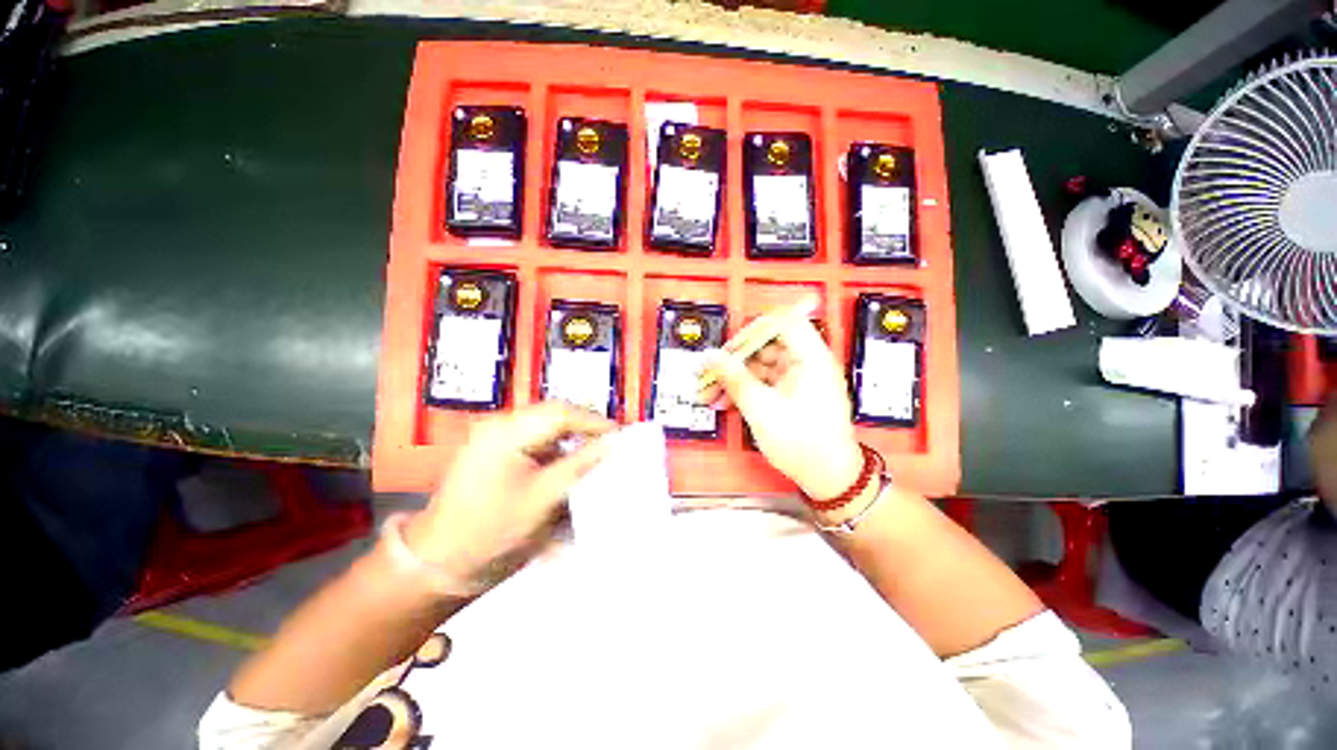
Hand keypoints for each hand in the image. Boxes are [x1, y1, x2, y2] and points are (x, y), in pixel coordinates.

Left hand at [404, 401, 614, 590]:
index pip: (560, 413)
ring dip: (571, 436)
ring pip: (545, 425)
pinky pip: (534, 438)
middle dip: (584, 427)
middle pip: (553, 414)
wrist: (437, 561)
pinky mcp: (494, 449)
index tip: (619, 435)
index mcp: (506, 432)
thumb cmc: (491, 530)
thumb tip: (611, 444)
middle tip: (609, 443)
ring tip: (593, 451)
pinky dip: (555, 447)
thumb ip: (579, 465)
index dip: (593, 422)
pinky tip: (567, 462)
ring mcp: (494, 436)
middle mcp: (499, 425)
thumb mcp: (542, 498)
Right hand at [699, 296, 862, 500]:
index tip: (730, 348)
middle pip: (766, 345)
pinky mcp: (792, 394)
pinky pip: (764, 383)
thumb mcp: (761, 409)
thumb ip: (734, 378)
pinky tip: (725, 403)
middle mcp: (807, 363)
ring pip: (760, 366)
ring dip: (735, 377)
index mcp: (811, 358)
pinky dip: (745, 390)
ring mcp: (799, 379)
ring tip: (711, 393)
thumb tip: (711, 356)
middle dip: (735, 359)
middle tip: (711, 373)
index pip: (782, 322)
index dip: (753, 329)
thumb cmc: (803, 443)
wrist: (828, 478)